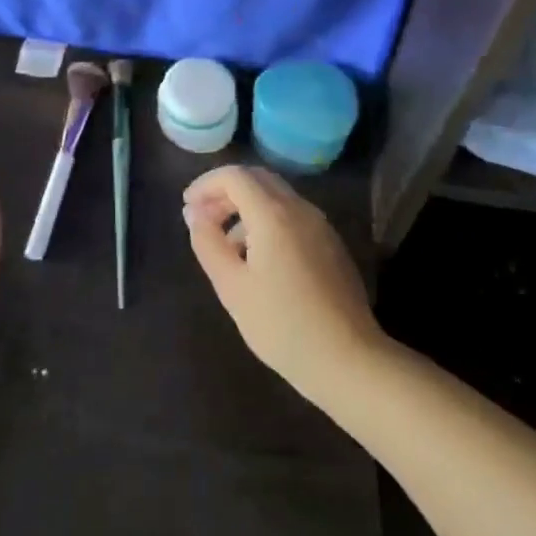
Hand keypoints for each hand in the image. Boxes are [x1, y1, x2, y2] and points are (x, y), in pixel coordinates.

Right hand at [184, 165, 386, 405]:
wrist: (347, 359)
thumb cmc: (282, 325)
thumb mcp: (232, 288)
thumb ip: (209, 244)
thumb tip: (194, 214)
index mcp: (274, 214)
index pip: (235, 176)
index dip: (206, 185)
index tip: (187, 207)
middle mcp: (300, 209)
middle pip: (258, 179)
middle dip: (226, 192)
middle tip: (203, 219)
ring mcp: (320, 225)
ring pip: (277, 197)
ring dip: (246, 208)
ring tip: (226, 245)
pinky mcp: (331, 244)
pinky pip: (293, 216)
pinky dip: (267, 221)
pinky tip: (258, 259)